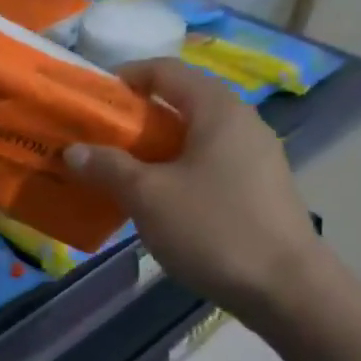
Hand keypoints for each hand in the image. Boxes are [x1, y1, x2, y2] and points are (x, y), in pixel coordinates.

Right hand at [64, 60, 322, 316]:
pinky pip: (207, 164)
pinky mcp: (258, 189)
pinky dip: (176, 170)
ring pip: (193, 137)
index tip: (93, 99)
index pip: (166, 71)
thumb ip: (108, 167)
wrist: (287, 290)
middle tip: (98, 139)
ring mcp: (255, 157)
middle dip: (135, 118)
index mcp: (218, 110)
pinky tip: (156, 200)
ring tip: (119, 171)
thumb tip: (74, 150)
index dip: (126, 77)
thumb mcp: (148, 196)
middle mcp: (241, 123)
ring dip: (153, 148)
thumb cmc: (213, 228)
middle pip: (180, 103)